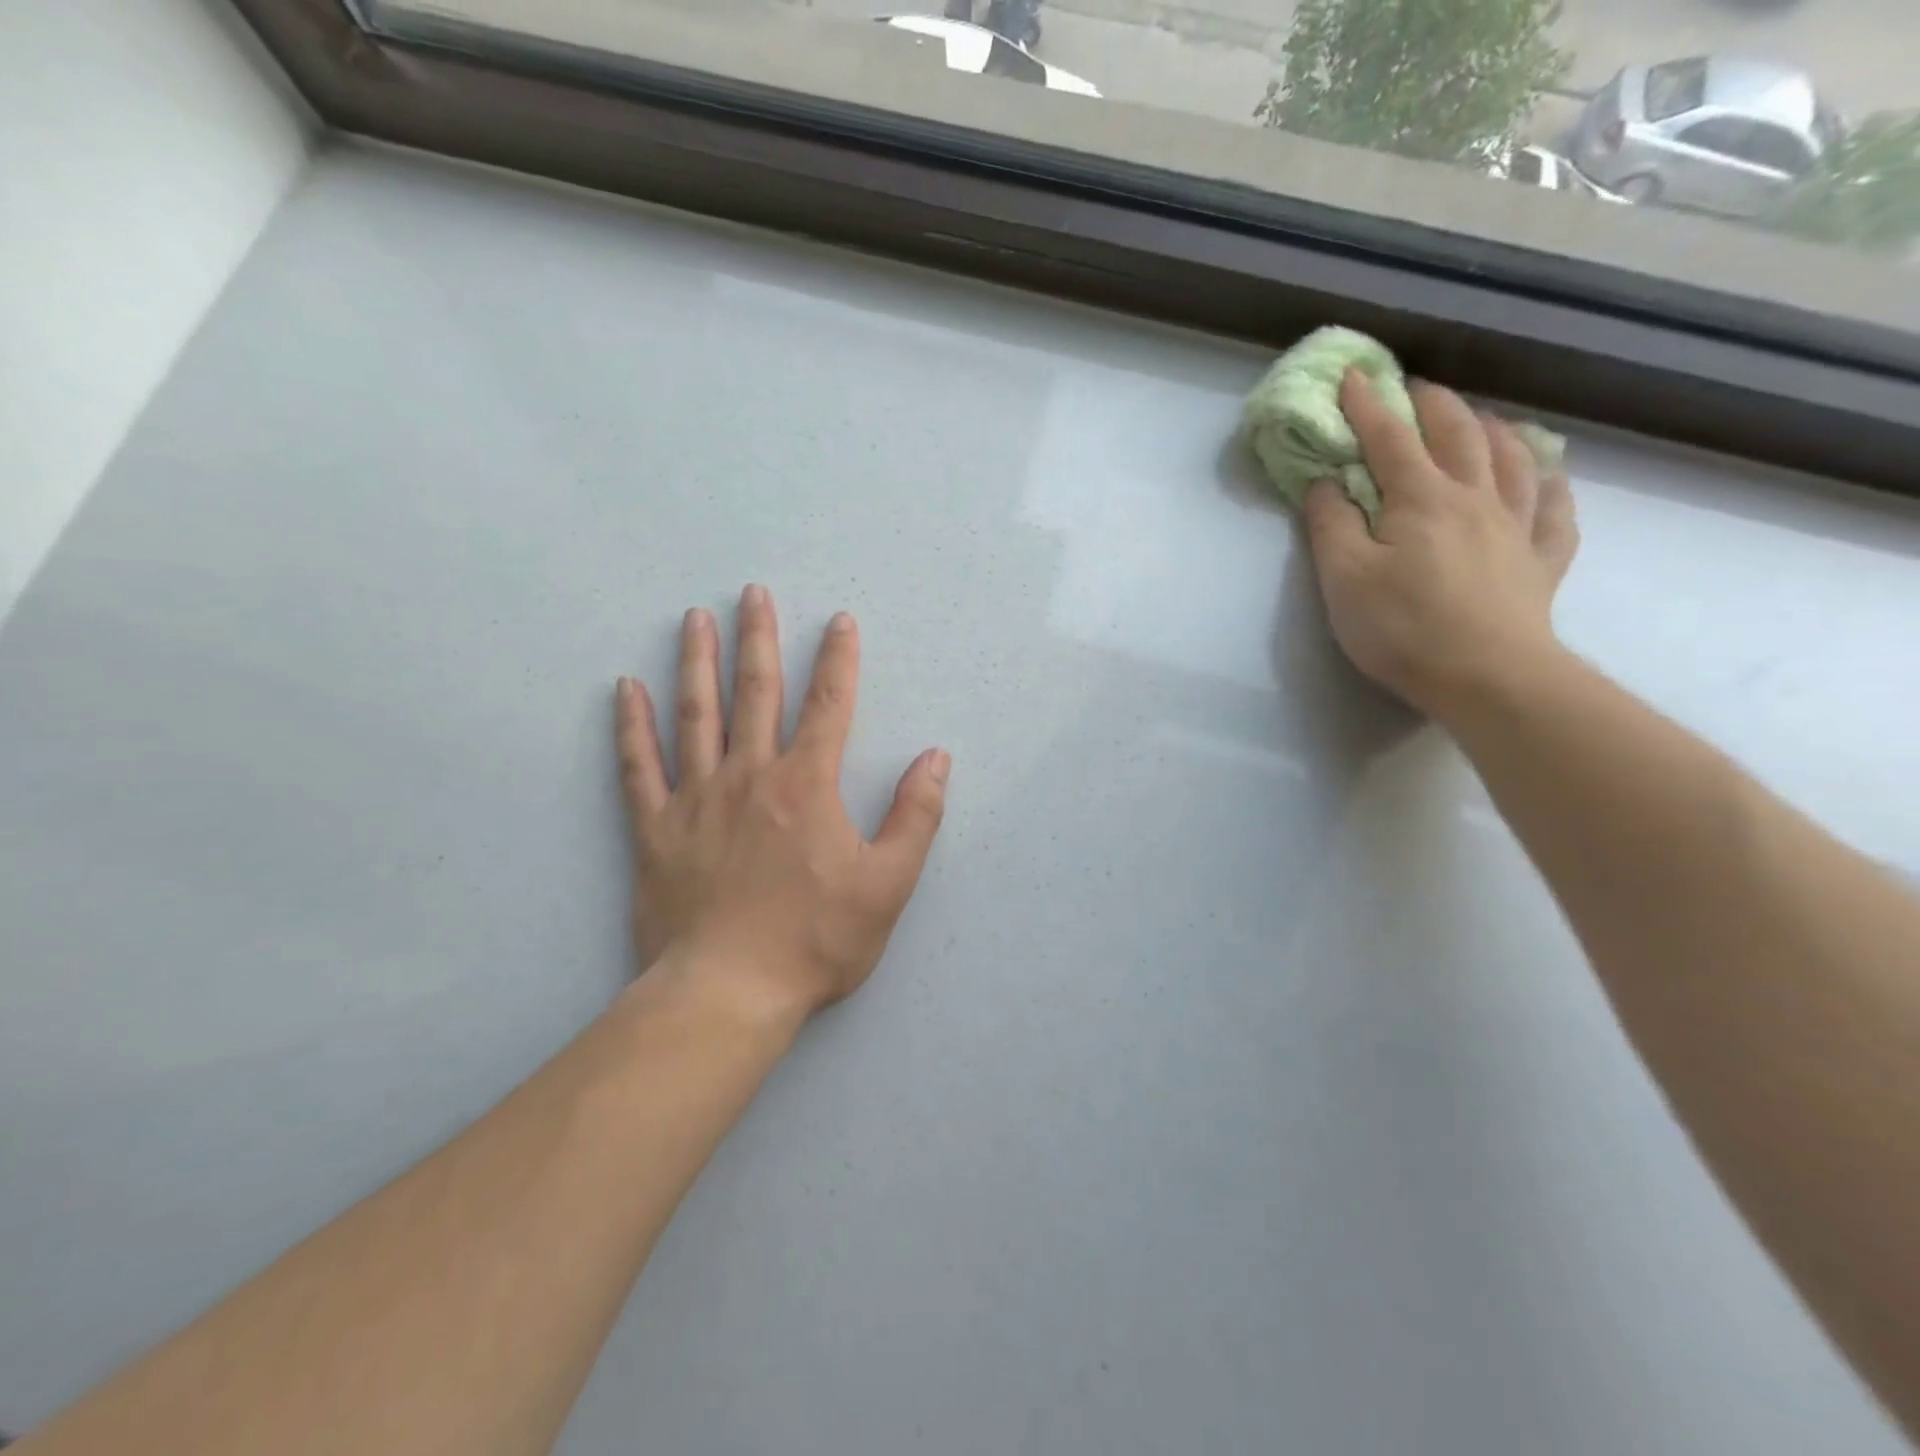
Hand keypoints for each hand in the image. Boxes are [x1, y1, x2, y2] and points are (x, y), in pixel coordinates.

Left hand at [614, 586, 949, 1029]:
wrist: (728, 993)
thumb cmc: (815, 940)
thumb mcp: (887, 884)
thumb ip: (916, 816)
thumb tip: (936, 759)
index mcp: (807, 786)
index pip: (829, 705)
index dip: (839, 660)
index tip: (839, 620)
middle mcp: (749, 776)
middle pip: (755, 692)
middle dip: (759, 638)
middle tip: (752, 593)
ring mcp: (696, 799)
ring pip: (696, 714)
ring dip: (696, 662)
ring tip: (694, 619)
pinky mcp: (655, 829)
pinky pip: (637, 766)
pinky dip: (632, 725)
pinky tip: (626, 689)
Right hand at [1303, 371, 1579, 721]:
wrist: (1487, 676)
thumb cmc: (1402, 627)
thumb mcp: (1343, 578)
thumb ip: (1331, 524)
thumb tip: (1326, 482)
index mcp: (1421, 498)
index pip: (1389, 438)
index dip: (1368, 404)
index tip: (1354, 375)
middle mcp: (1475, 497)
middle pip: (1459, 434)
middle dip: (1434, 405)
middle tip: (1416, 389)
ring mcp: (1517, 526)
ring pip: (1513, 459)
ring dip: (1493, 430)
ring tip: (1482, 420)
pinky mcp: (1542, 560)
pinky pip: (1556, 509)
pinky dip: (1551, 484)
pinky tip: (1547, 477)